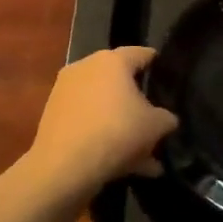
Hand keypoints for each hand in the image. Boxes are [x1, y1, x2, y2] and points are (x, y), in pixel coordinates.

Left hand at [25, 47, 176, 197]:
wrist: (63, 167)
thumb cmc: (116, 132)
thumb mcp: (156, 126)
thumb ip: (166, 118)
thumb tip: (166, 119)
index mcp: (112, 61)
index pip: (141, 53)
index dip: (158, 64)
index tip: (168, 77)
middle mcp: (86, 68)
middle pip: (120, 82)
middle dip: (138, 104)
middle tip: (155, 121)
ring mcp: (66, 92)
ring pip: (104, 107)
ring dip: (122, 126)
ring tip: (144, 156)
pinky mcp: (53, 116)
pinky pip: (88, 123)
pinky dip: (104, 138)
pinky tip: (124, 166)